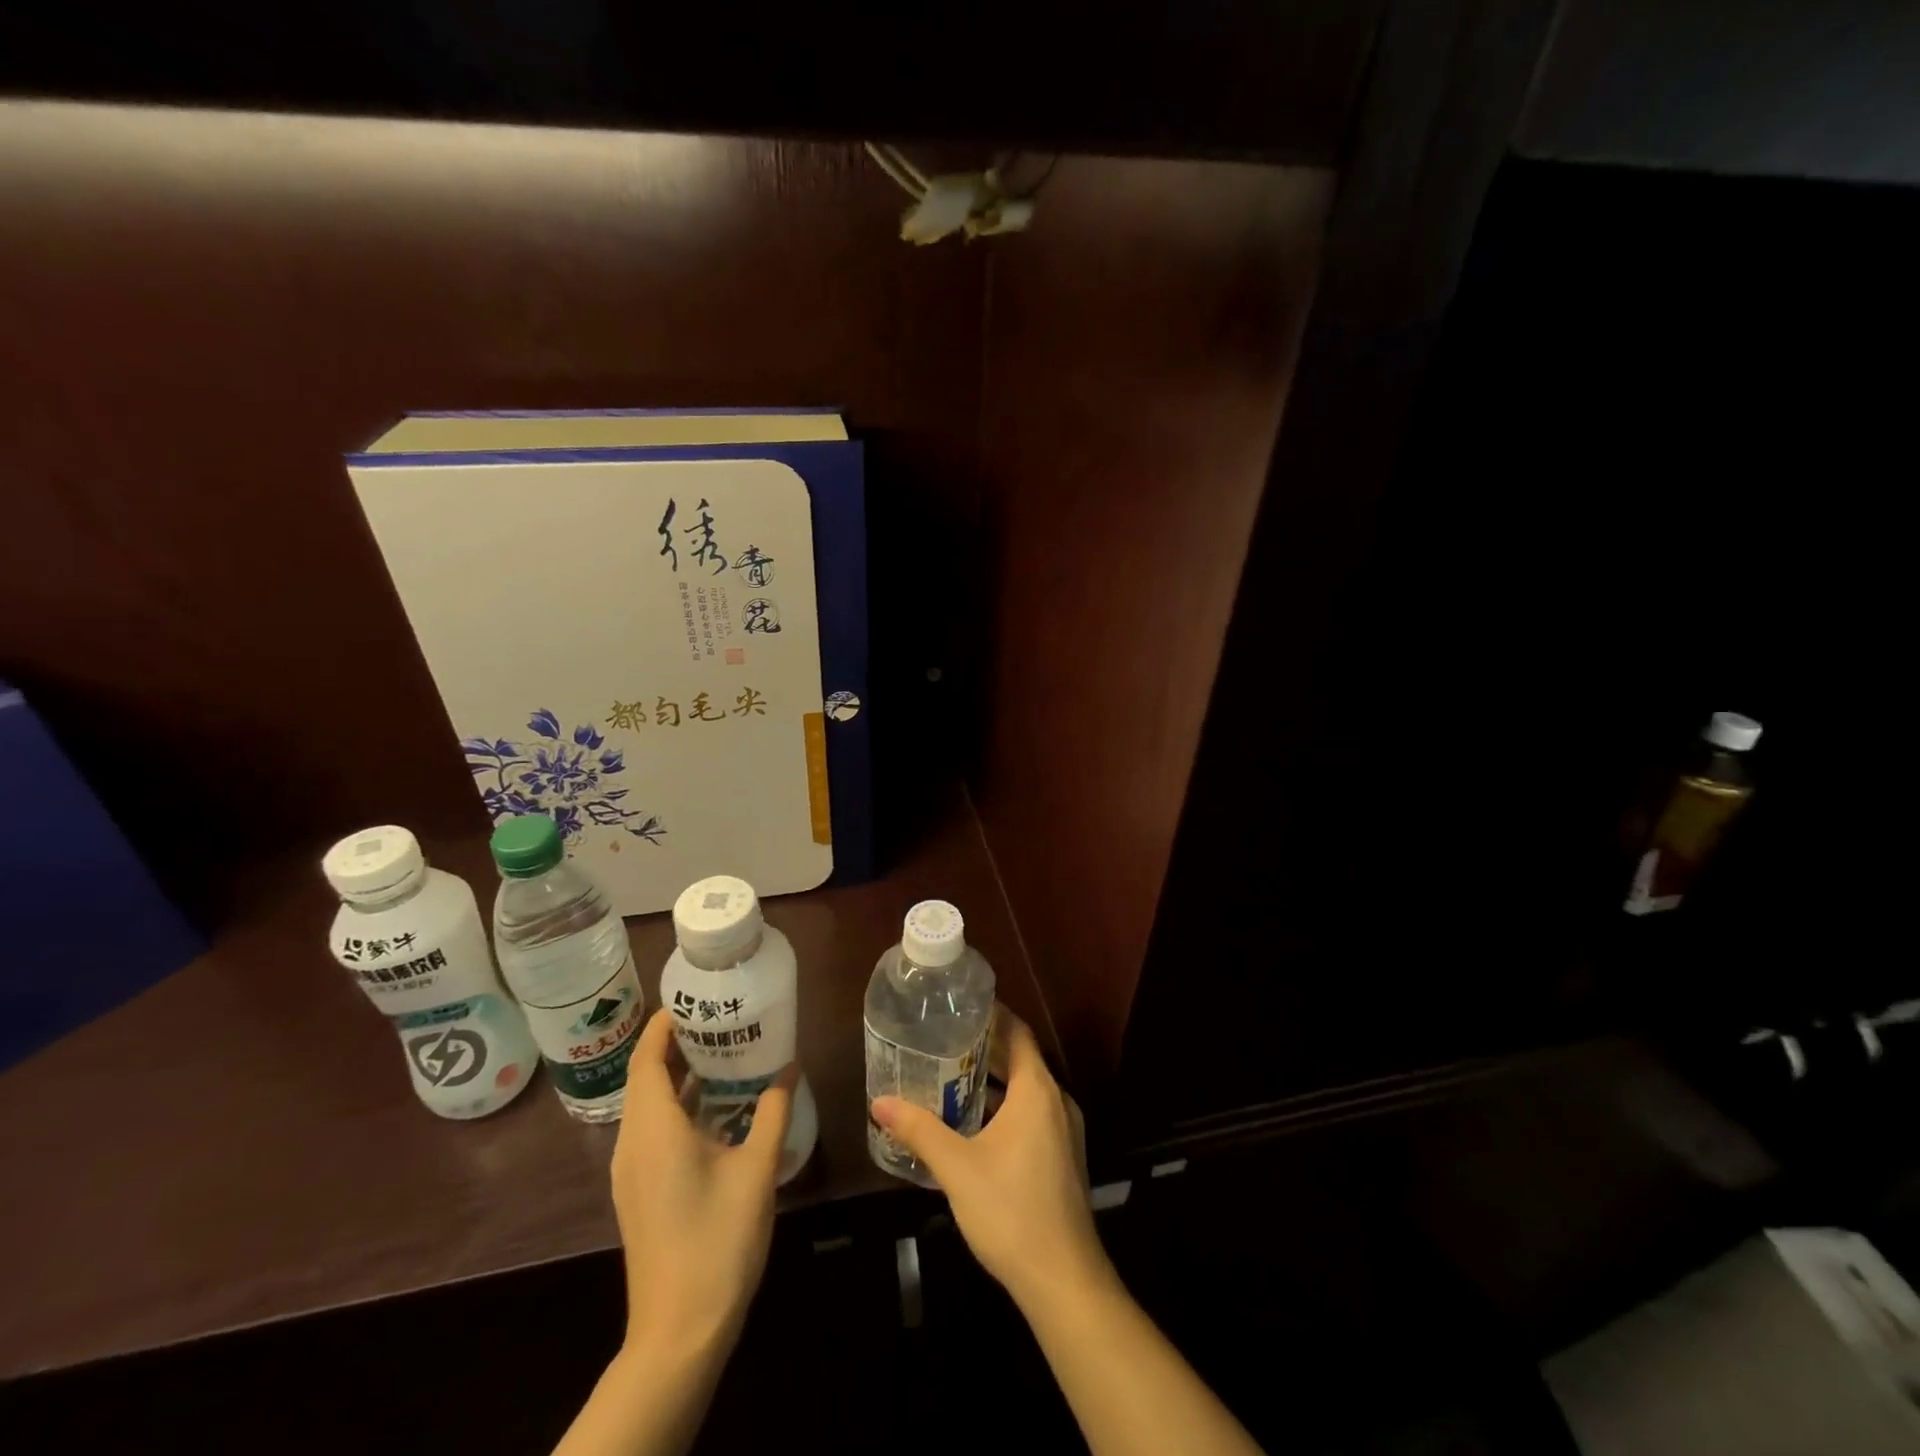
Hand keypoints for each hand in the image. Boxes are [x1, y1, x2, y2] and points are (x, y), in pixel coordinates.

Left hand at [610, 1009, 794, 1353]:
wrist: (679, 1332)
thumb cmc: (718, 1240)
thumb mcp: (757, 1169)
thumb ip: (774, 1111)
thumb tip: (790, 1065)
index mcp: (654, 1130)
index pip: (647, 1058)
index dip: (663, 1024)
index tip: (694, 998)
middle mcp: (633, 1143)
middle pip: (645, 1077)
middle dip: (676, 1044)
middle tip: (720, 1018)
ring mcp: (632, 1171)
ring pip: (648, 1106)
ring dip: (678, 1076)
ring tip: (723, 1052)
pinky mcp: (639, 1191)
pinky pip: (652, 1130)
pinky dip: (677, 1106)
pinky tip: (715, 1108)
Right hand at [870, 1009, 1112, 1313]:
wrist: (1063, 1280)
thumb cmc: (1010, 1211)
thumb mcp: (957, 1168)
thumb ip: (920, 1130)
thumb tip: (880, 1102)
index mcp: (1037, 1091)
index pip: (1018, 1032)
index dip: (993, 1015)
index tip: (961, 1005)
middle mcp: (1056, 1101)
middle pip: (1021, 1060)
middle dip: (985, 1048)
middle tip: (944, 1039)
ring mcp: (1064, 1132)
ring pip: (1026, 1090)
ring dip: (994, 1081)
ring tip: (951, 1076)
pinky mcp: (1062, 1158)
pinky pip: (1032, 1114)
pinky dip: (1005, 1108)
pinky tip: (974, 1125)